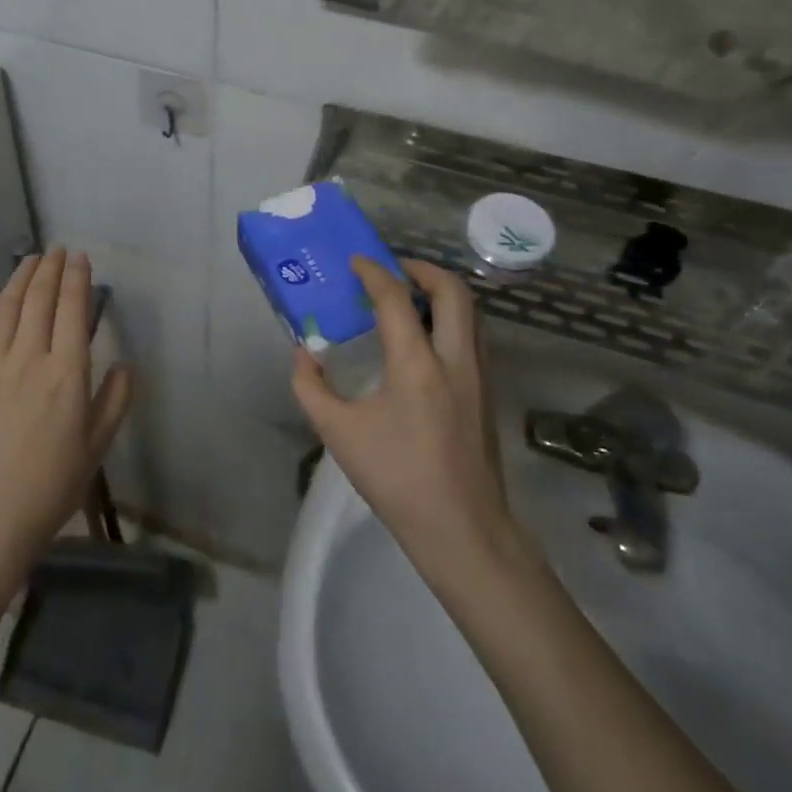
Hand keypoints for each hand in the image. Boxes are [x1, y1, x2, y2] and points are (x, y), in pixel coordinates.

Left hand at [0, 248, 133, 582]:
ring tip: (29, 260)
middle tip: (56, 250)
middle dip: (49, 269)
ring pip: (4, 308)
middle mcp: (28, 358)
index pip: (72, 309)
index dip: (77, 278)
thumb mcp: (97, 447)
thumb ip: (114, 401)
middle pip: (38, 299)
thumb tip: (125, 364)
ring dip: (18, 278)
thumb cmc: (50, 487)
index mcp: (66, 373)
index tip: (80, 257)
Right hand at [291, 257, 514, 564]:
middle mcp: (455, 358)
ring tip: (408, 298)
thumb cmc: (397, 479)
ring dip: (440, 293)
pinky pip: (472, 335)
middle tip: (392, 270)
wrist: (462, 529)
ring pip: (469, 312)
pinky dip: (450, 318)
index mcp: (417, 364)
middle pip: (452, 291)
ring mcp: (478, 375)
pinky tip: (424, 340)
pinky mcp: (487, 392)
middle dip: (422, 269)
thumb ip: (311, 388)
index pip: (396, 298)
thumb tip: (304, 355)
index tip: (356, 262)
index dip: (374, 272)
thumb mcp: (338, 433)